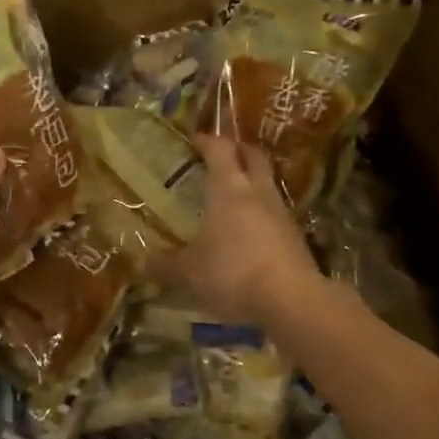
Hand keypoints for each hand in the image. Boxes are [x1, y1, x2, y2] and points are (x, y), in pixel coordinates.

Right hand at [150, 136, 319, 328]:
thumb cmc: (232, 271)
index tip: (196, 139)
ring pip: (267, 185)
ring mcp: (281, 214)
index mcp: (229, 188)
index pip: (220, 149)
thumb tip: (142, 263)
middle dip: (239, 151)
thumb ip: (166, 264)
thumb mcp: (189, 272)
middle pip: (253, 157)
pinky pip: (275, 214)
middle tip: (223, 155)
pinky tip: (249, 232)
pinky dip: (261, 214)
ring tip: (234, 196)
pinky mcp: (296, 238)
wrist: (290, 299)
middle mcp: (258, 192)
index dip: (208, 141)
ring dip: (252, 183)